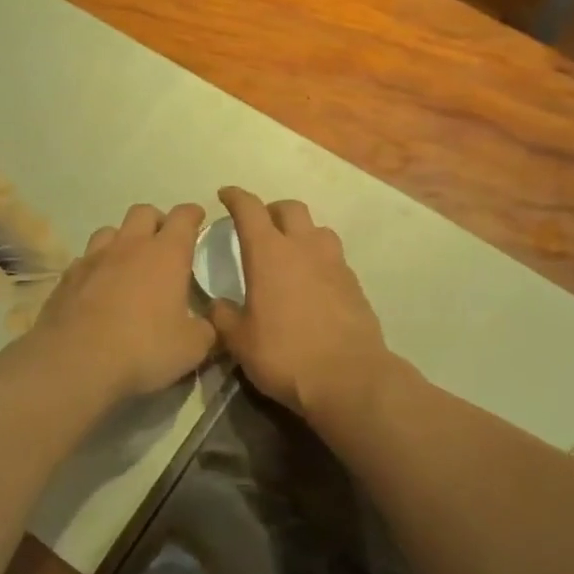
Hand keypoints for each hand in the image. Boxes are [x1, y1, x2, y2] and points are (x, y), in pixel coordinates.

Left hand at [31, 203, 216, 400]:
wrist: (75, 362)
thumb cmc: (143, 348)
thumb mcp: (192, 348)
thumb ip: (206, 330)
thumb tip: (207, 324)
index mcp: (166, 254)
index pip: (184, 217)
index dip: (193, 214)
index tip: (198, 218)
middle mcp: (130, 246)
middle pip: (143, 213)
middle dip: (157, 221)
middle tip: (164, 243)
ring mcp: (94, 258)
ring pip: (110, 231)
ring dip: (123, 240)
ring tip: (128, 262)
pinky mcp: (67, 277)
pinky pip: (86, 259)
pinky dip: (97, 266)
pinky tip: (99, 287)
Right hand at [209, 188, 392, 425]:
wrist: (349, 378)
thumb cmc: (285, 355)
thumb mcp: (239, 341)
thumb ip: (224, 316)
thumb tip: (219, 304)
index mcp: (269, 253)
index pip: (249, 209)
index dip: (235, 197)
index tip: (225, 195)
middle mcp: (304, 247)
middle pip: (290, 208)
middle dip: (271, 210)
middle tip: (259, 225)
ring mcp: (334, 263)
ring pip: (317, 229)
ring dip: (301, 232)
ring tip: (290, 252)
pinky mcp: (354, 284)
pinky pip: (334, 258)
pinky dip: (319, 259)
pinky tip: (313, 282)